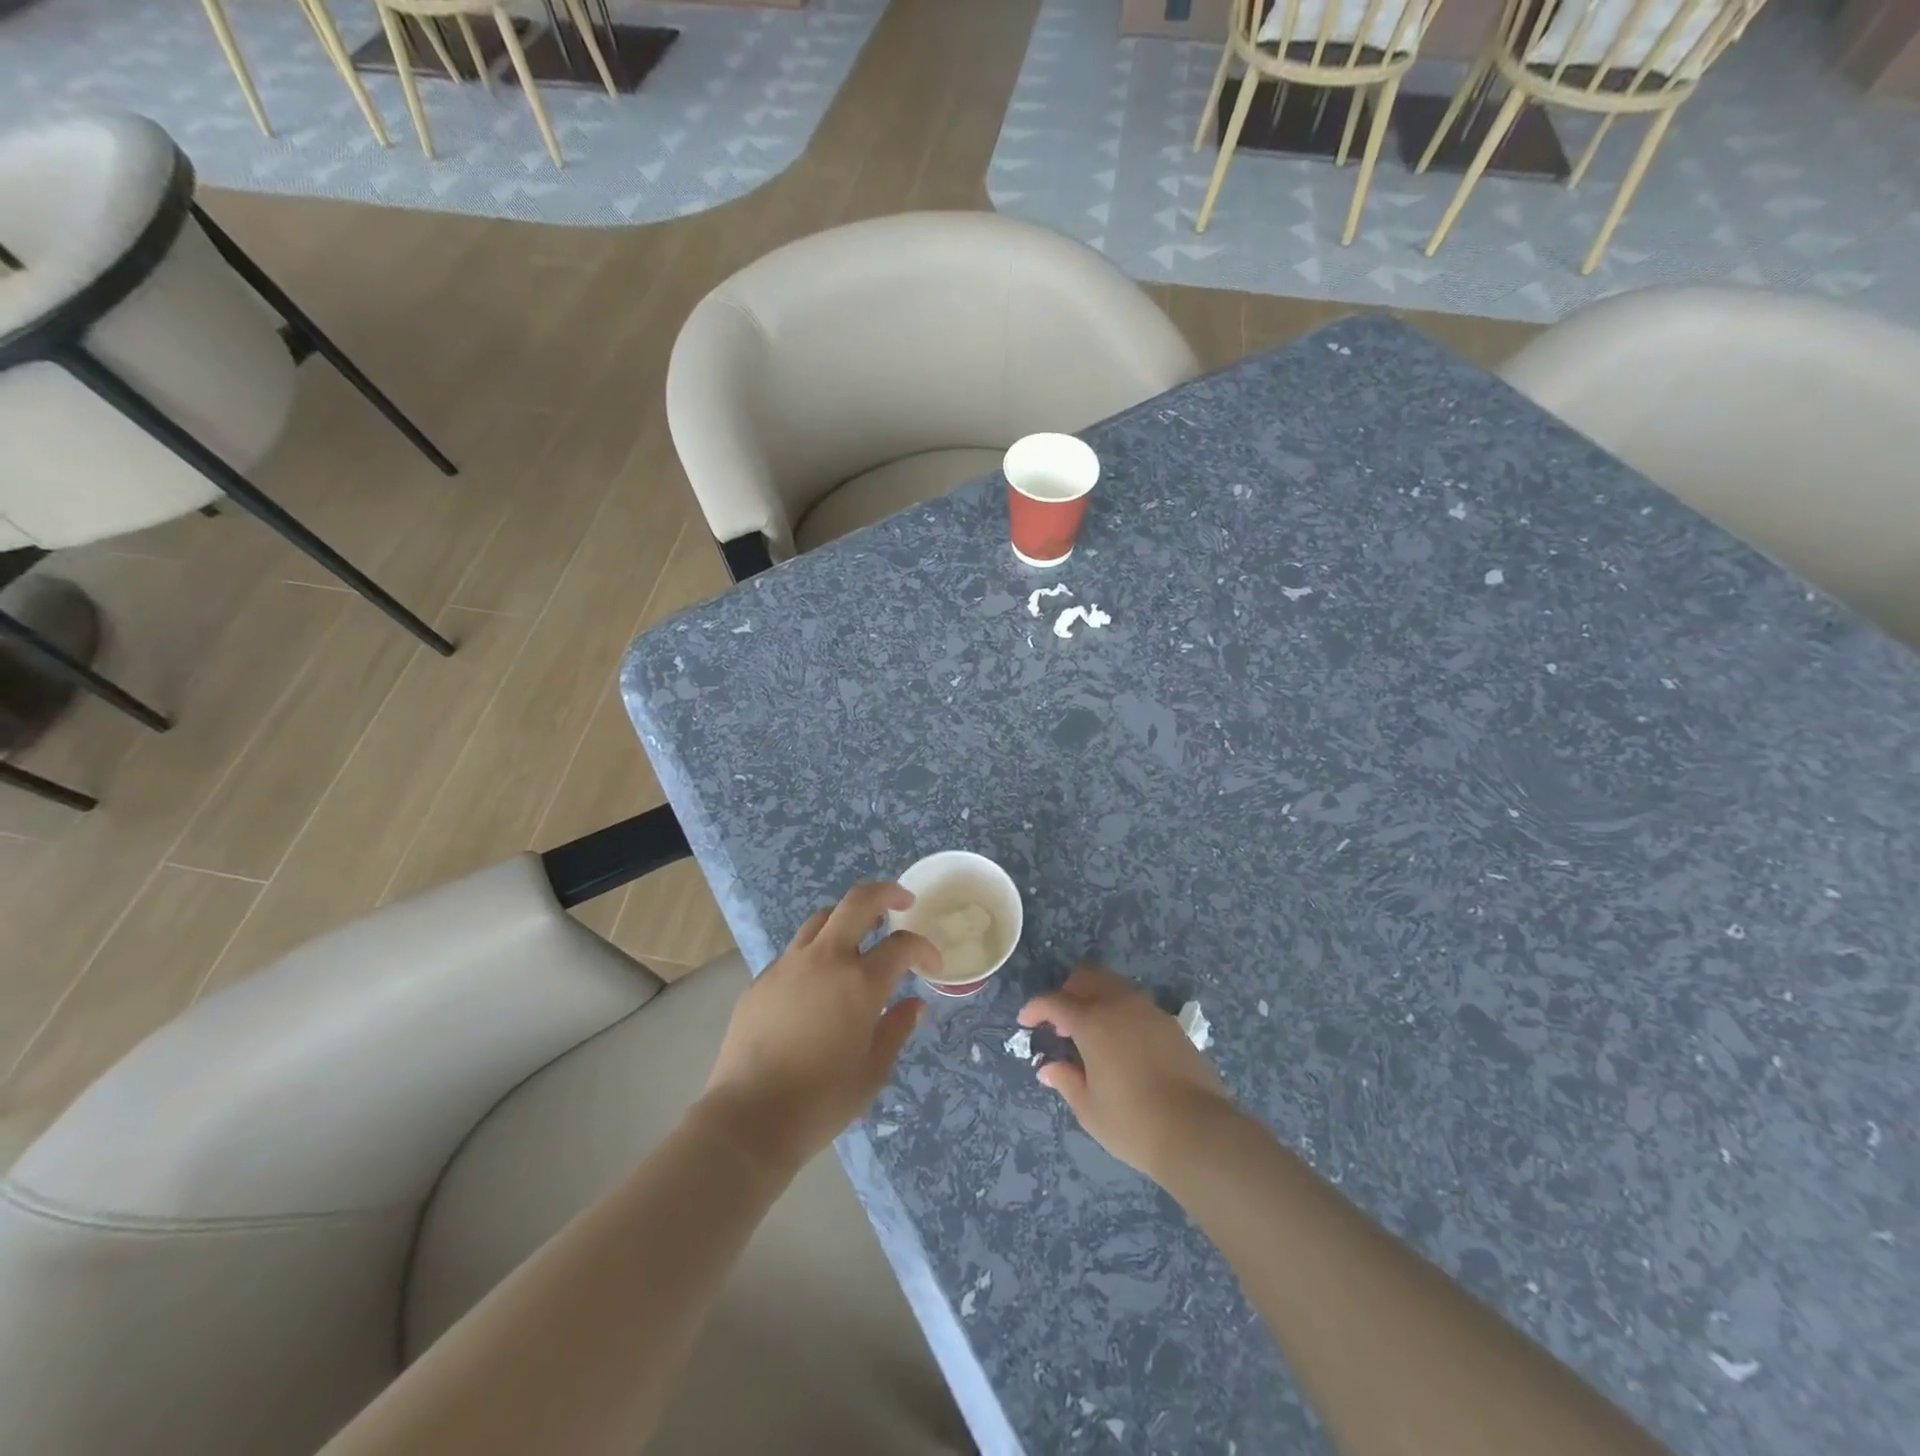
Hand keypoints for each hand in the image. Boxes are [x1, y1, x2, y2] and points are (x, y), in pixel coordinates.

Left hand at [699, 883, 937, 1176]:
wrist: (749, 1119)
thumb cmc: (821, 1101)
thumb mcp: (873, 1071)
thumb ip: (896, 1029)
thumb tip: (914, 1004)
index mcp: (860, 983)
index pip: (902, 945)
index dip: (924, 949)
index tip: (932, 965)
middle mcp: (825, 960)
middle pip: (857, 902)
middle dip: (886, 893)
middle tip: (903, 902)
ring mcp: (788, 965)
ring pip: (822, 919)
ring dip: (847, 918)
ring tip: (860, 935)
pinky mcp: (762, 980)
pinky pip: (796, 951)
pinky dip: (817, 952)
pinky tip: (819, 981)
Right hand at [1019, 964, 1239, 1180]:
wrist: (1198, 1131)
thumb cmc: (1133, 1123)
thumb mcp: (1089, 1108)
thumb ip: (1066, 1081)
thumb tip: (1048, 1068)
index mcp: (1092, 1022)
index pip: (1054, 1002)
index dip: (1035, 1008)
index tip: (1026, 1021)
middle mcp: (1119, 1005)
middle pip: (1087, 978)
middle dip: (1067, 992)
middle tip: (1059, 1021)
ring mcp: (1149, 1011)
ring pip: (1114, 985)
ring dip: (1095, 997)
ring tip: (1090, 1030)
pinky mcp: (1170, 1024)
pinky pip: (1136, 1003)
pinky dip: (1119, 1010)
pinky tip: (1120, 1041)